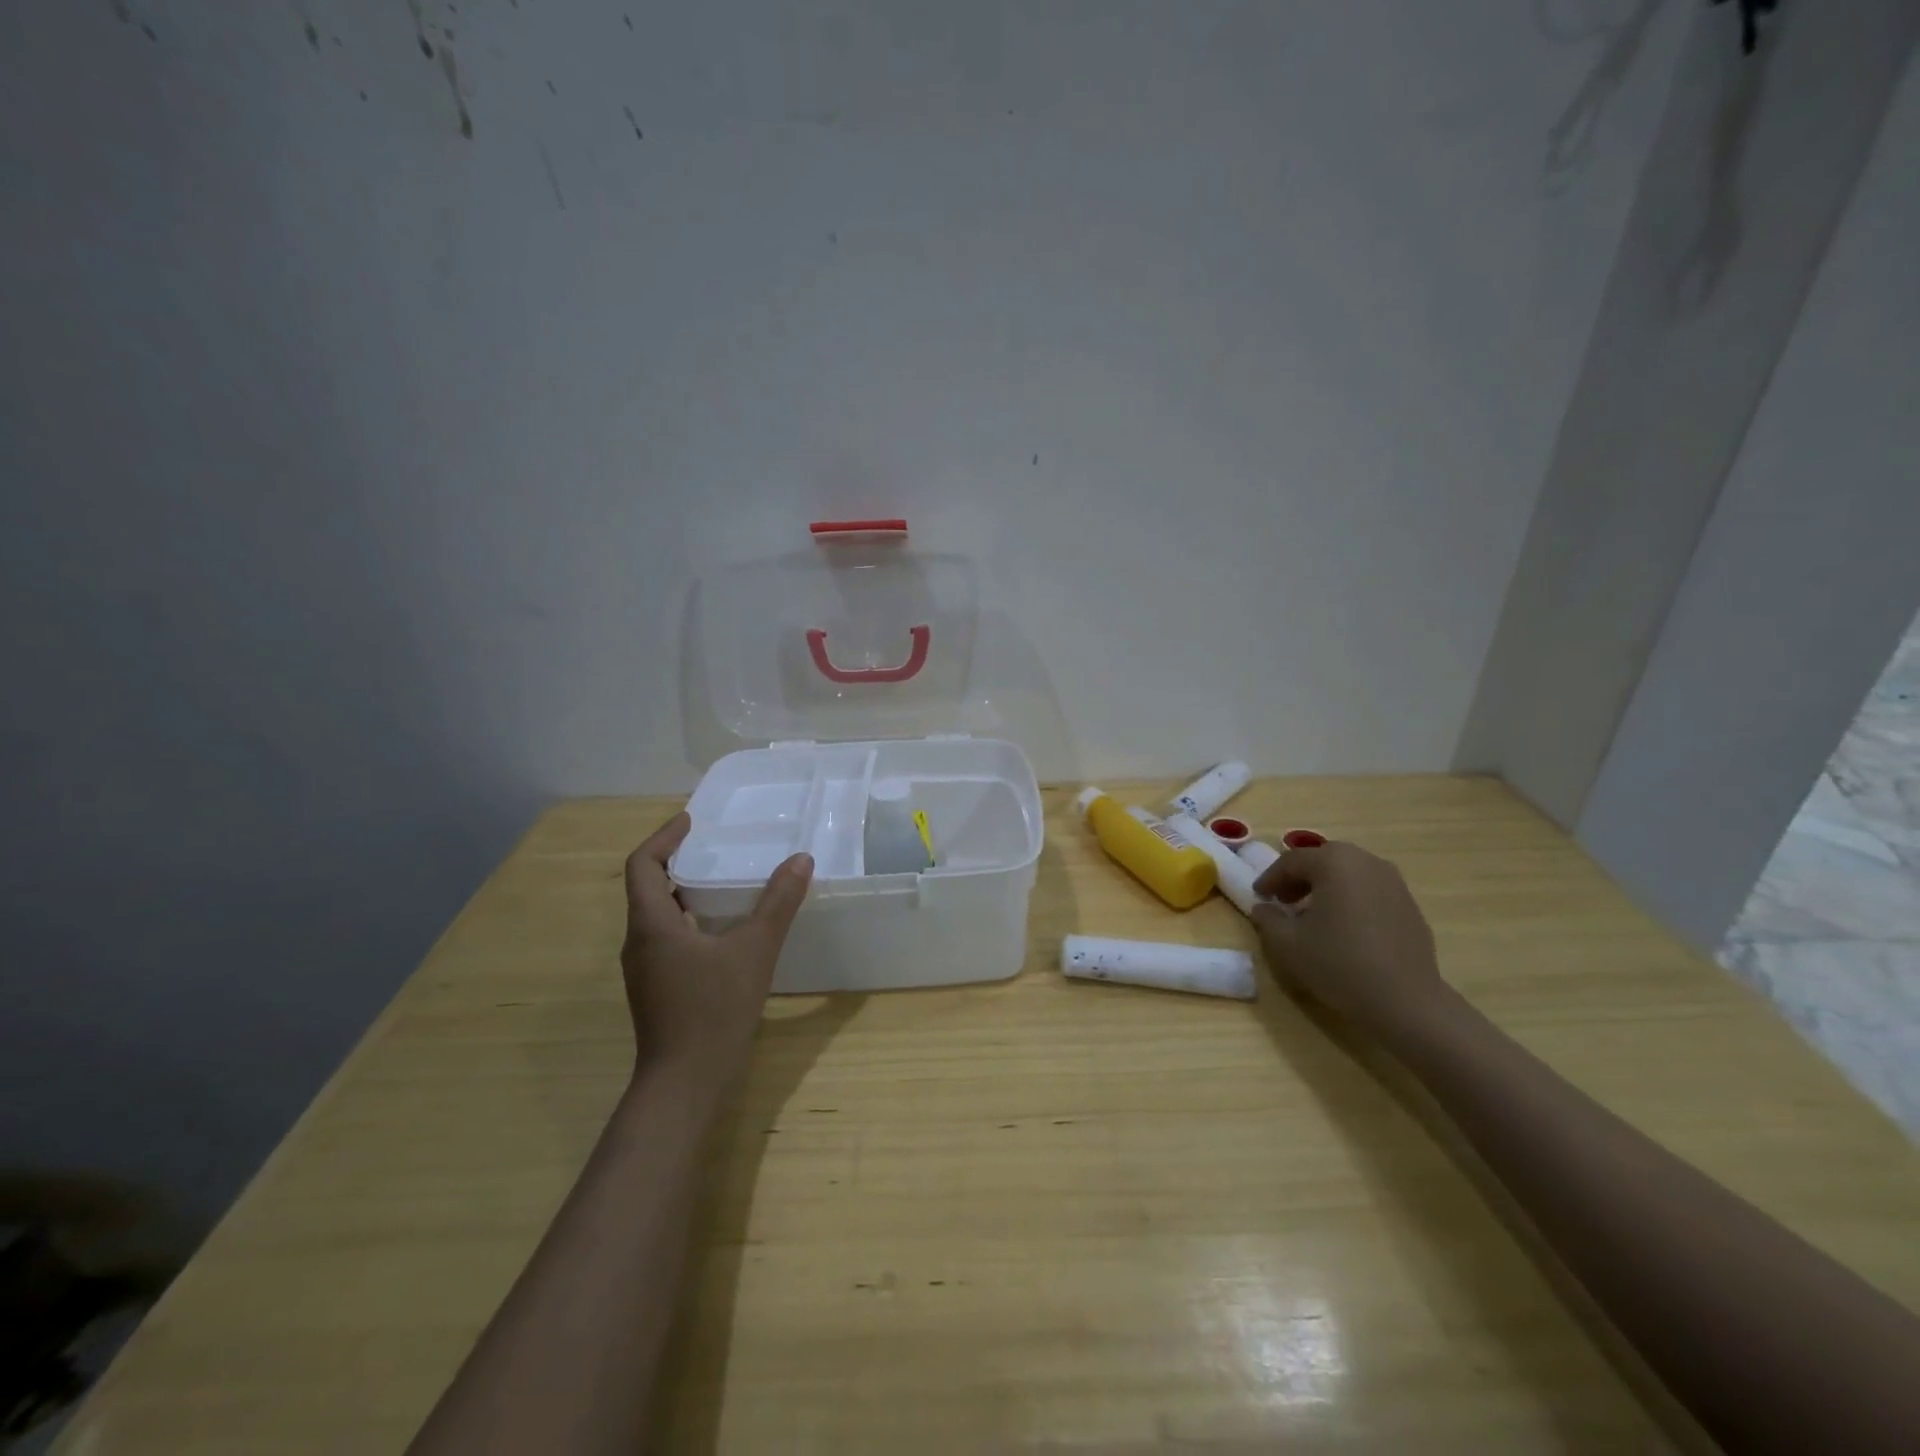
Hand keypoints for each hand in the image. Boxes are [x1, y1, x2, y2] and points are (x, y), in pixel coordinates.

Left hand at [620, 812, 813, 1083]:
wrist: (684, 1084)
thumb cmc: (713, 1010)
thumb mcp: (754, 951)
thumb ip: (778, 904)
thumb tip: (800, 860)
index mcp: (652, 925)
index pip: (643, 865)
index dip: (664, 837)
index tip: (691, 821)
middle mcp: (639, 942)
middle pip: (647, 888)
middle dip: (676, 861)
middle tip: (713, 847)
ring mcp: (645, 969)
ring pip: (658, 915)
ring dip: (683, 892)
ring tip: (722, 881)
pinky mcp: (657, 989)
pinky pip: (667, 938)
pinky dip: (689, 919)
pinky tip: (722, 930)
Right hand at [1251, 840, 1447, 1032]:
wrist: (1406, 1002)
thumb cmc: (1339, 964)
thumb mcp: (1287, 944)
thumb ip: (1268, 919)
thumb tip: (1264, 908)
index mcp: (1334, 862)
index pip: (1292, 861)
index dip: (1270, 878)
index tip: (1258, 896)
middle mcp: (1366, 862)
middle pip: (1323, 860)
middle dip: (1299, 878)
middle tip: (1283, 901)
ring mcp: (1394, 882)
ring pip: (1349, 874)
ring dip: (1326, 887)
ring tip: (1313, 914)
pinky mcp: (1410, 905)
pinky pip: (1370, 891)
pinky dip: (1351, 899)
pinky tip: (1345, 928)